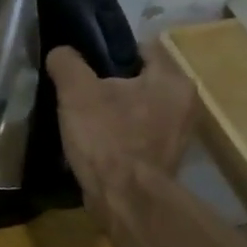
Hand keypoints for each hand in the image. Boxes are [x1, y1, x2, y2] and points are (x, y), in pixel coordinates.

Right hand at [46, 46, 198, 203]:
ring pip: (139, 108)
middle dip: (111, 83)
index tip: (83, 63)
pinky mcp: (165, 159)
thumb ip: (67, 63)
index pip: (141, 48)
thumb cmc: (106, 137)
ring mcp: (178, 135)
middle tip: (79, 90)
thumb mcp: (77, 92)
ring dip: (115, 110)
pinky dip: (119, 134)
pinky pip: (138, 134)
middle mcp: (184, 104)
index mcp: (172, 80)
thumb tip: (61, 53)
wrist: (124, 199)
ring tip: (84, 116)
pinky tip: (96, 141)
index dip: (109, 51)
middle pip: (140, 79)